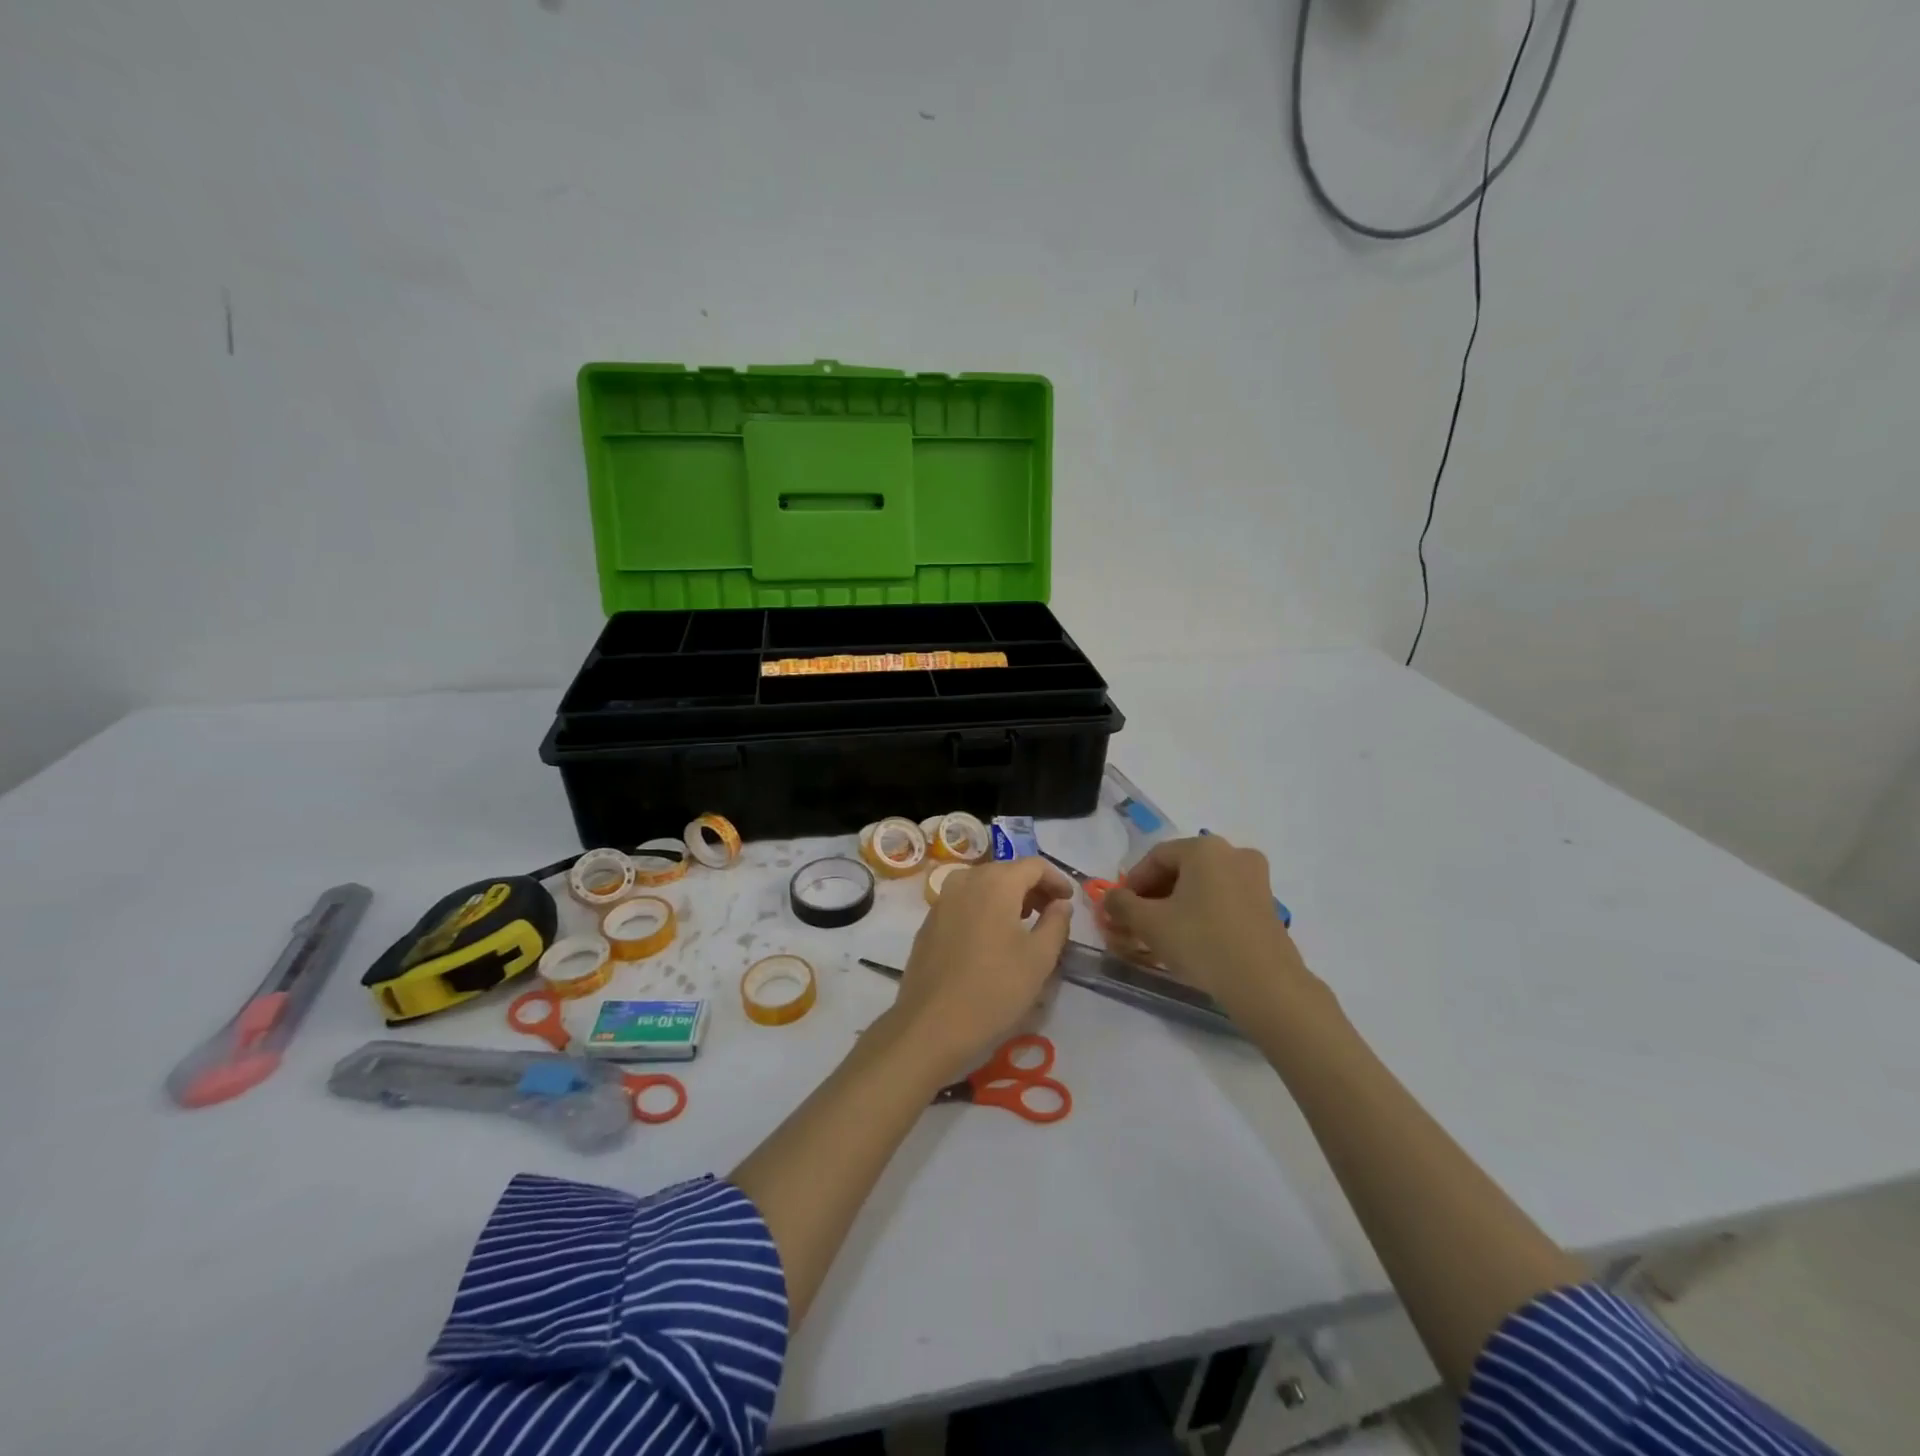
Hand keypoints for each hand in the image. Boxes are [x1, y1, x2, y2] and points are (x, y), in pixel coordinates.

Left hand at [886, 858, 1073, 1077]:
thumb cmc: (994, 989)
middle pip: (1007, 871)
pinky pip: (965, 902)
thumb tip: (1061, 903)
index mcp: (995, 882)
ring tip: (1025, 924)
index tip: (1069, 901)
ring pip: (984, 885)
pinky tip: (993, 938)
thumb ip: (1057, 922)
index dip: (1056, 879)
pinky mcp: (929, 921)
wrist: (932, 1024)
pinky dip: (985, 908)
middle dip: (1032, 887)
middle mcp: (966, 880)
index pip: (1034, 865)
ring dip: (1008, 897)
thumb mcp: (1039, 958)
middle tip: (1051, 913)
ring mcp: (942, 899)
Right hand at [1102, 835, 1322, 1022]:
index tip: (1119, 909)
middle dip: (1153, 895)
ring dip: (1176, 906)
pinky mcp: (1267, 905)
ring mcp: (1255, 879)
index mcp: (1204, 848)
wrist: (1265, 986)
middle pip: (1180, 869)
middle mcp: (1233, 853)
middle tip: (1136, 923)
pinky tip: (1190, 940)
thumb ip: (1122, 904)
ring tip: (1160, 935)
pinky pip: (1223, 900)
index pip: (1155, 857)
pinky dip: (1201, 913)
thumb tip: (1110, 898)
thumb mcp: (1149, 923)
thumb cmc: (1202, 943)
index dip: (1131, 883)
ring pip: (1202, 886)